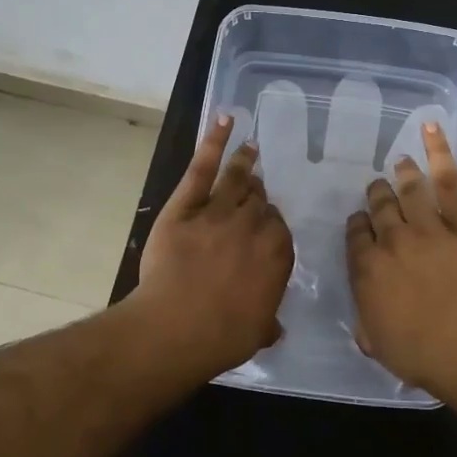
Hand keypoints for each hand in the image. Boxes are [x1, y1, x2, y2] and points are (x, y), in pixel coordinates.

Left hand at [133, 114, 294, 376]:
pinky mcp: (186, 206)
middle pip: (259, 202)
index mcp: (277, 254)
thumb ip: (268, 322)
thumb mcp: (257, 333)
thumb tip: (274, 328)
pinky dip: (214, 141)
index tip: (265, 227)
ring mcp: (219, 211)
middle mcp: (253, 226)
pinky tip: (225, 120)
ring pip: (237, 180)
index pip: (279, 229)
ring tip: (250, 148)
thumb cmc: (223, 336)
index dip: (270, 226)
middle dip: (258, 197)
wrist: (178, 327)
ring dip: (245, 162)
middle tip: (255, 192)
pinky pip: (203, 168)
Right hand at [346, 123, 456, 397]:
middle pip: (380, 207)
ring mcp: (429, 227)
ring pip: (409, 190)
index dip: (358, 225)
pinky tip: (431, 129)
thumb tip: (365, 318)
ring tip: (400, 161)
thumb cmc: (419, 353)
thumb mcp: (377, 344)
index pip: (356, 235)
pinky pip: (450, 181)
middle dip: (377, 195)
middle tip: (378, 189)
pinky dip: (439, 152)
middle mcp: (392, 240)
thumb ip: (366, 323)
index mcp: (367, 269)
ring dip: (402, 174)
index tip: (361, 221)